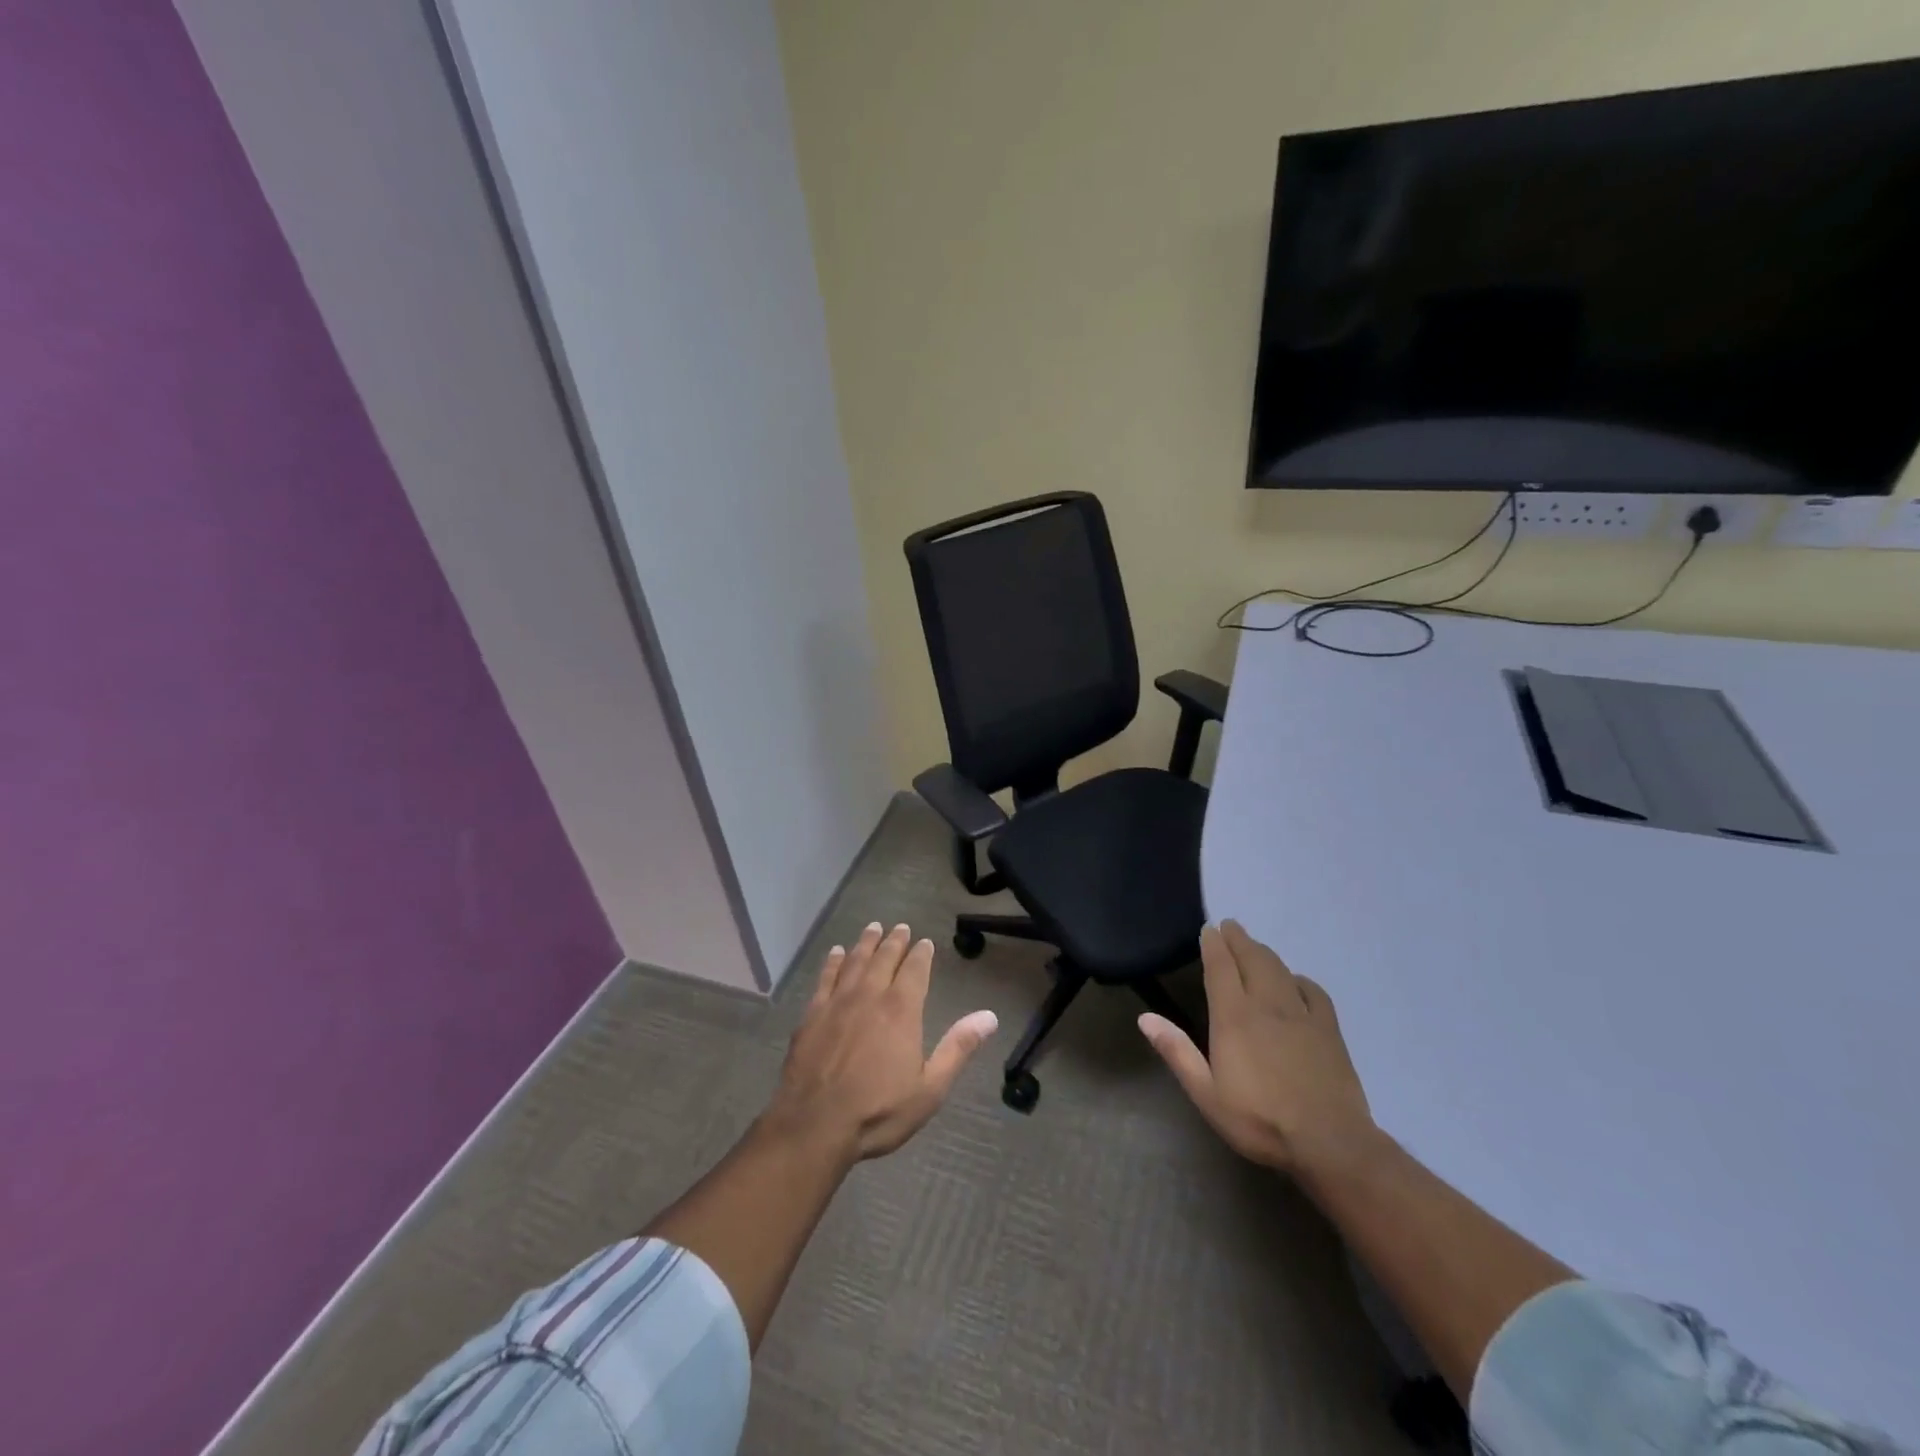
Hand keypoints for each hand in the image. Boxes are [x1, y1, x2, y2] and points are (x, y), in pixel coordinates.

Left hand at [765, 922, 998, 1162]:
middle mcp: (870, 996)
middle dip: (895, 941)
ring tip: (873, 928)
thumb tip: (990, 1017)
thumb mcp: (930, 1088)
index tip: (925, 942)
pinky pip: (825, 978)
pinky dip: (833, 962)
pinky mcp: (812, 1014)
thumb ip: (958, 1048)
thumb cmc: (878, 1111)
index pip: (915, 970)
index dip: (922, 954)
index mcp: (901, 1010)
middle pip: (884, 958)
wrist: (815, 1125)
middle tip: (900, 927)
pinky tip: (836, 953)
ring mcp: (837, 1002)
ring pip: (855, 961)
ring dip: (866, 943)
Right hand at [1139, 920, 1375, 1173]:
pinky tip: (1296, 981)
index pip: (1220, 968)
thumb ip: (1177, 1052)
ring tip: (1254, 945)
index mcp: (1234, 1017)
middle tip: (1230, 926)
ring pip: (1280, 970)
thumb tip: (1145, 1017)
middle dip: (1238, 939)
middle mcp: (1266, 1005)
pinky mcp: (1329, 1029)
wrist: (1329, 1142)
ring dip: (1264, 952)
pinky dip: (1300, 979)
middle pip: (1251, 959)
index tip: (1209, 929)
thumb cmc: (1259, 1120)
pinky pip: (1313, 991)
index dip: (1213, 945)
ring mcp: (1301, 1014)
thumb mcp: (1206, 1093)